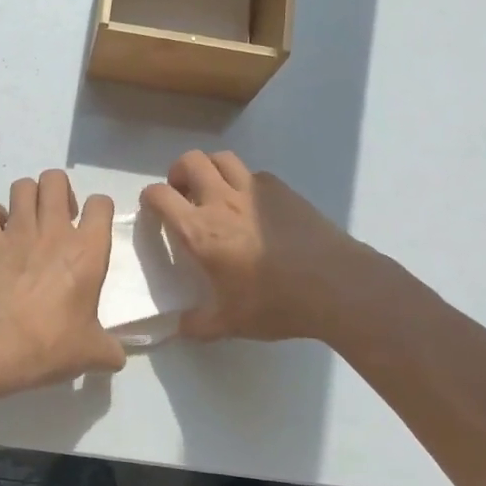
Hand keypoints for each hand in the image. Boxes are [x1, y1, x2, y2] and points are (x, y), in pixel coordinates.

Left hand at [0, 169, 126, 393]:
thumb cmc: (50, 345)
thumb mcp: (91, 353)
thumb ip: (109, 350)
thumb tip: (117, 358)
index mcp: (88, 251)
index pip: (101, 204)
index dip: (98, 209)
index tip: (92, 226)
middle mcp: (54, 230)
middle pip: (55, 179)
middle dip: (58, 191)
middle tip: (57, 218)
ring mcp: (16, 231)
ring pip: (22, 186)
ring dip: (26, 198)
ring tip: (27, 221)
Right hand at [140, 150, 371, 341]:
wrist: (335, 285)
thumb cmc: (276, 303)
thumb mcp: (230, 323)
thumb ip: (198, 324)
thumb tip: (179, 327)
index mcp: (200, 231)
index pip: (160, 196)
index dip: (150, 198)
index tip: (153, 209)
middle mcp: (222, 201)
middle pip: (190, 161)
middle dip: (178, 173)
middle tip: (183, 195)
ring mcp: (254, 191)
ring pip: (221, 158)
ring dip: (209, 168)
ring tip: (213, 191)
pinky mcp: (282, 190)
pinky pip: (253, 173)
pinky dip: (243, 181)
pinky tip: (252, 206)